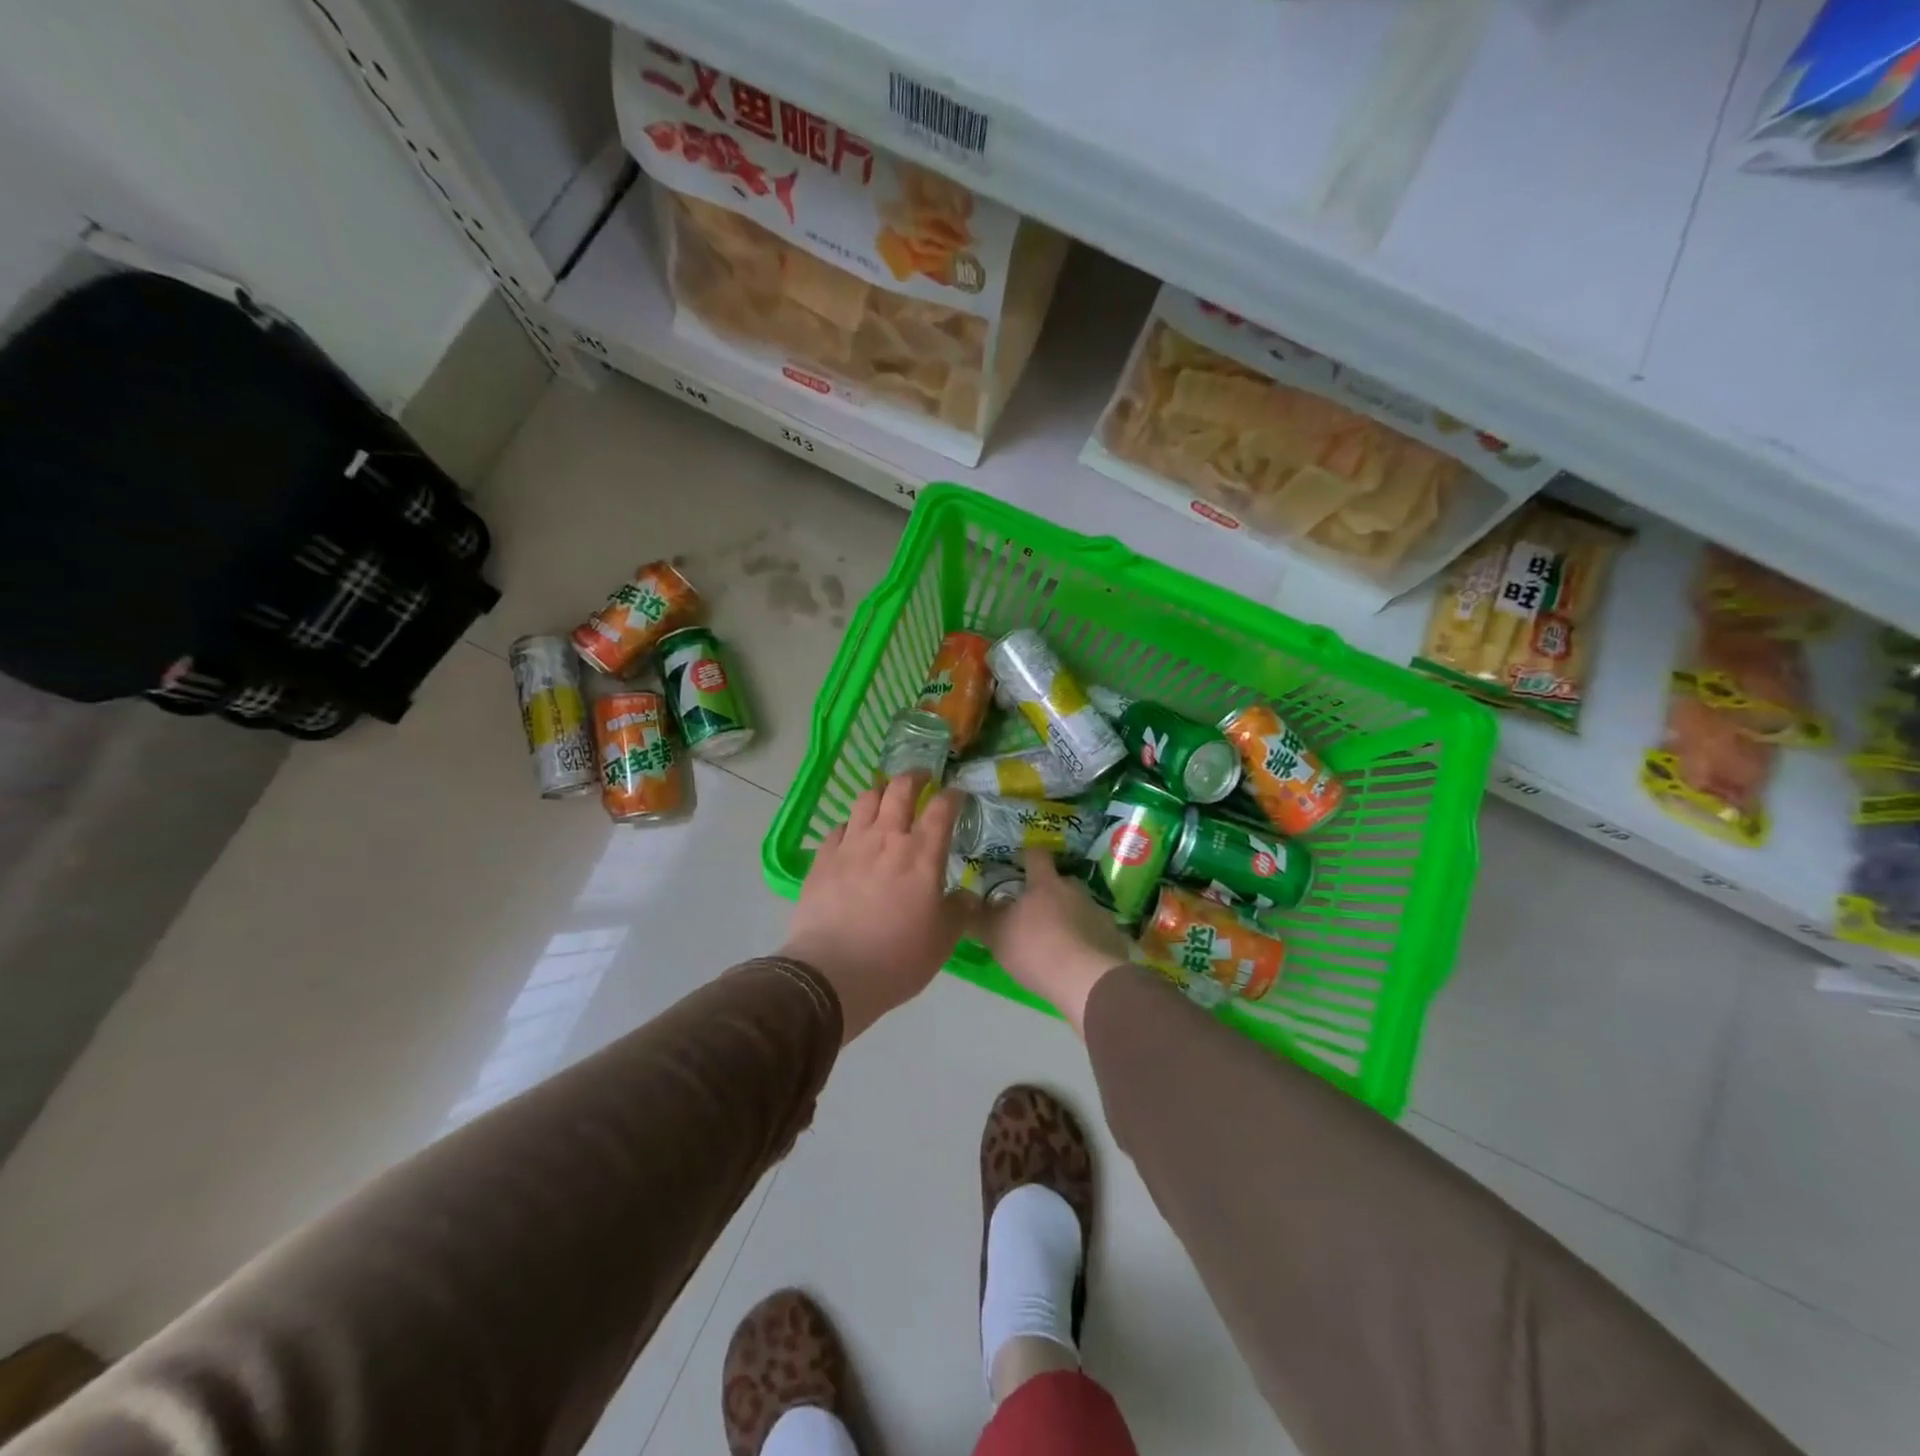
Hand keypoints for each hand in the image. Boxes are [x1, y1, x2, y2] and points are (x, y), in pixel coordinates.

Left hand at [780, 774, 972, 1041]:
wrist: (832, 974)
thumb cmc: (897, 958)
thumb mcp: (943, 940)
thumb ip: (959, 910)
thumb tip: (967, 895)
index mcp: (922, 854)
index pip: (941, 808)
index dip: (953, 795)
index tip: (958, 794)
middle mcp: (886, 839)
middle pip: (899, 790)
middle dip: (914, 777)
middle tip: (922, 779)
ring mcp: (850, 846)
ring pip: (865, 800)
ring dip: (880, 792)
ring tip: (886, 797)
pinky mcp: (822, 859)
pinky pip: (838, 828)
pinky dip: (851, 824)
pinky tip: (853, 834)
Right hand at [974, 851, 1131, 1035]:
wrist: (1086, 980)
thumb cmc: (1035, 949)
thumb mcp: (996, 935)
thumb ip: (979, 918)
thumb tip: (964, 901)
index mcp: (1045, 883)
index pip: (1036, 856)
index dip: (1027, 856)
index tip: (1019, 861)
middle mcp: (1074, 890)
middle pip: (1060, 883)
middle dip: (1048, 893)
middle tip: (1033, 912)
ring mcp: (1097, 912)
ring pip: (1078, 908)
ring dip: (1068, 918)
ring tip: (1055, 941)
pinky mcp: (1113, 937)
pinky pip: (1094, 932)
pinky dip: (1085, 940)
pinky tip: (1076, 959)